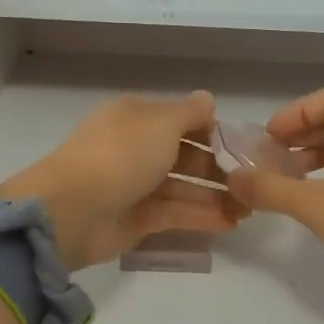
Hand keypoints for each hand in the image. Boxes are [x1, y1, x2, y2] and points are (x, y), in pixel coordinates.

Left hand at [0, 91, 241, 268]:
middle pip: (184, 154)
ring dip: (214, 195)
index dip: (211, 130)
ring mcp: (135, 186)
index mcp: (136, 118)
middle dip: (217, 166)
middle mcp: (135, 149)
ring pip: (182, 187)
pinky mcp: (136, 219)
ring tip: (249, 207)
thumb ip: (190, 113)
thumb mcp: (161, 123)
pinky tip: (231, 222)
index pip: (180, 119)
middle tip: (250, 181)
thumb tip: (208, 100)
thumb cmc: (121, 155)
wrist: (73, 210)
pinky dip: (202, 216)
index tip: (242, 145)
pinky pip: (175, 214)